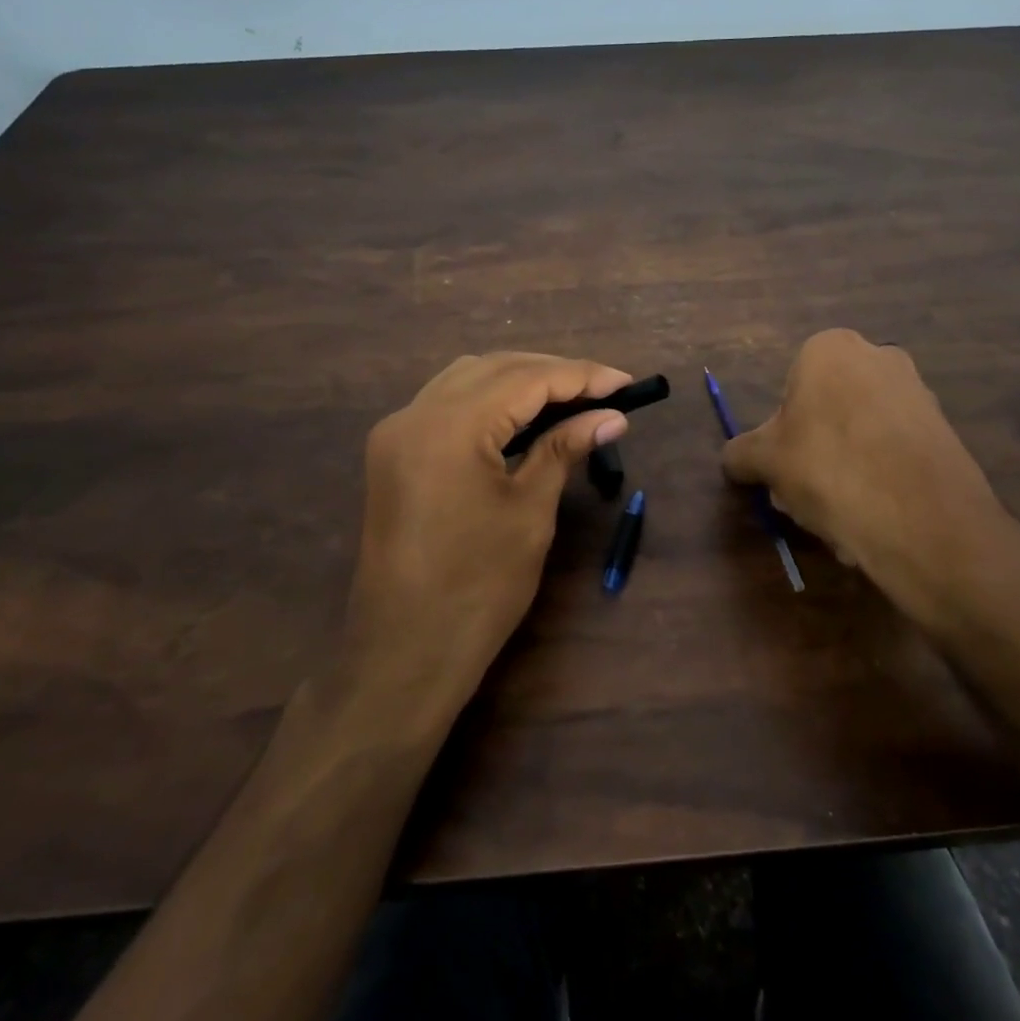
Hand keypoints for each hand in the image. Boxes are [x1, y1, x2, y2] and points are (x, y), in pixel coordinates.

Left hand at [341, 352, 632, 723]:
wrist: (405, 653)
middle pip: (494, 367)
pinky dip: (488, 399)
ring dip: (519, 380)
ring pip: (467, 378)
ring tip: (570, 398)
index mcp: (450, 426)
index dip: (581, 376)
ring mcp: (397, 432)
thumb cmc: (478, 588)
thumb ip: (564, 448)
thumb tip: (612, 417)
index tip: (626, 382)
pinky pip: (446, 403)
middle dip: (552, 372)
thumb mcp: (530, 512)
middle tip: (603, 390)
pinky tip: (522, 416)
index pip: (526, 378)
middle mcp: (415, 414)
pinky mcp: (393, 452)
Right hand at [723, 329, 1019, 638]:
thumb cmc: (828, 469)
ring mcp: (918, 391)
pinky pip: (895, 452)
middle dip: (814, 450)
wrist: (922, 519)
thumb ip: (741, 453)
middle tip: (805, 493)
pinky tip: (875, 516)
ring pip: (861, 433)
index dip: (781, 432)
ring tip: (841, 514)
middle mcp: (879, 356)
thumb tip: (734, 459)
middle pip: (828, 409)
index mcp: (830, 348)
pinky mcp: (945, 429)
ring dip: (846, 468)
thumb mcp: (765, 462)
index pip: (790, 388)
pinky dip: (881, 478)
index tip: (783, 467)